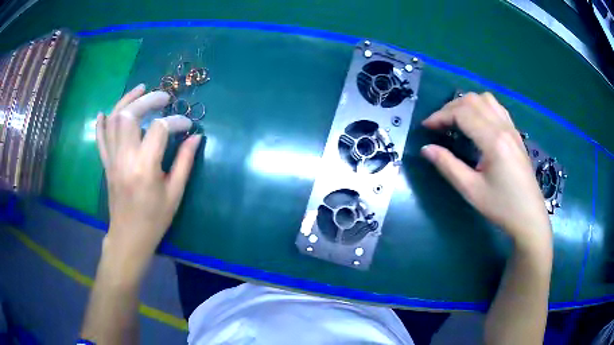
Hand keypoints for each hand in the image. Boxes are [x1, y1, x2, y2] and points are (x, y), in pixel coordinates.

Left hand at [96, 84, 200, 276]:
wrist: (129, 237)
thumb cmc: (154, 219)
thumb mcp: (174, 193)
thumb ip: (185, 162)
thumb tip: (196, 137)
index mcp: (144, 168)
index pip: (158, 129)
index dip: (175, 121)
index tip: (187, 125)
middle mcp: (124, 158)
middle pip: (130, 115)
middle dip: (149, 100)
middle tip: (165, 97)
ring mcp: (112, 160)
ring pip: (113, 121)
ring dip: (127, 101)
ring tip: (141, 90)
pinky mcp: (106, 164)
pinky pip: (100, 139)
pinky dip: (102, 123)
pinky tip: (106, 111)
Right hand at [421, 92, 550, 250]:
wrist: (529, 216)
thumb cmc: (501, 206)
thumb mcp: (471, 190)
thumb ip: (448, 166)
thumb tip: (426, 149)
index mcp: (493, 140)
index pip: (462, 113)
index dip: (440, 116)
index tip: (426, 127)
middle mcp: (503, 127)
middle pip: (472, 101)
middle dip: (450, 108)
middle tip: (438, 125)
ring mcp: (511, 128)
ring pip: (485, 99)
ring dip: (466, 104)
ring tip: (456, 120)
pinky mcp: (515, 133)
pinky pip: (496, 107)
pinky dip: (481, 106)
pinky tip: (477, 122)